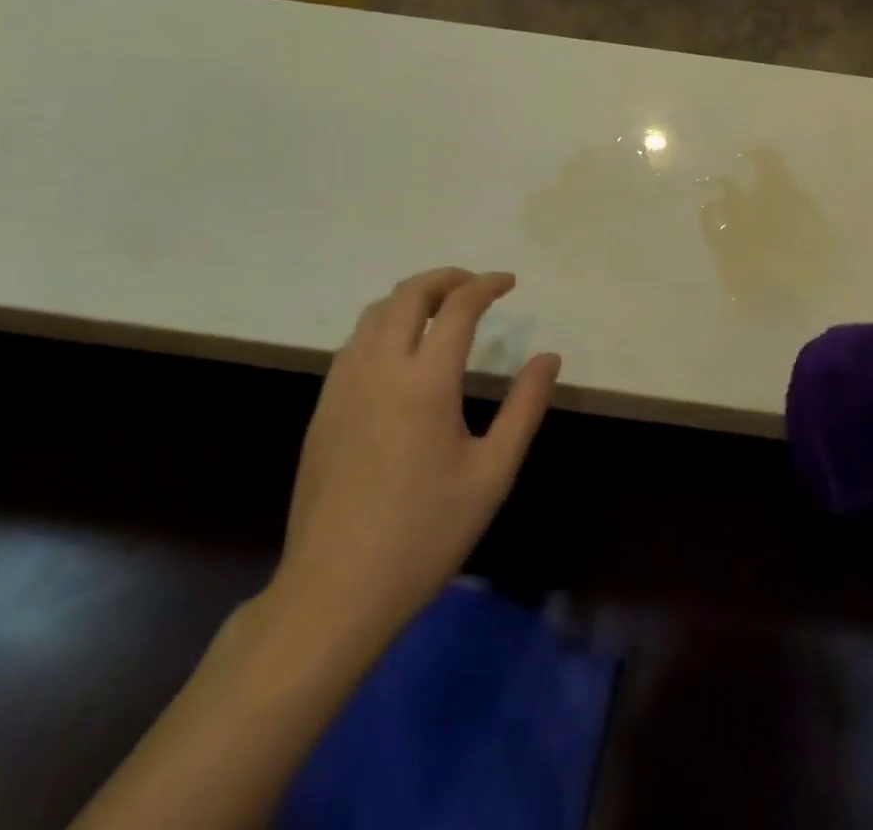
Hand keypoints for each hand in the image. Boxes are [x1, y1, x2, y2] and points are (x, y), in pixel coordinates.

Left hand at [268, 268, 559, 651]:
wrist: (334, 593)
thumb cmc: (425, 534)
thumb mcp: (493, 473)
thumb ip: (525, 407)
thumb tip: (549, 358)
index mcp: (425, 382)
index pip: (458, 307)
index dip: (487, 285)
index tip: (509, 283)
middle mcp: (379, 369)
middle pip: (409, 294)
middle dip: (446, 278)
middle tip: (476, 286)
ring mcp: (343, 387)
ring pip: (374, 313)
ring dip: (412, 297)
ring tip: (442, 309)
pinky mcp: (323, 409)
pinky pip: (354, 343)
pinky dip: (384, 325)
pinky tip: (401, 352)